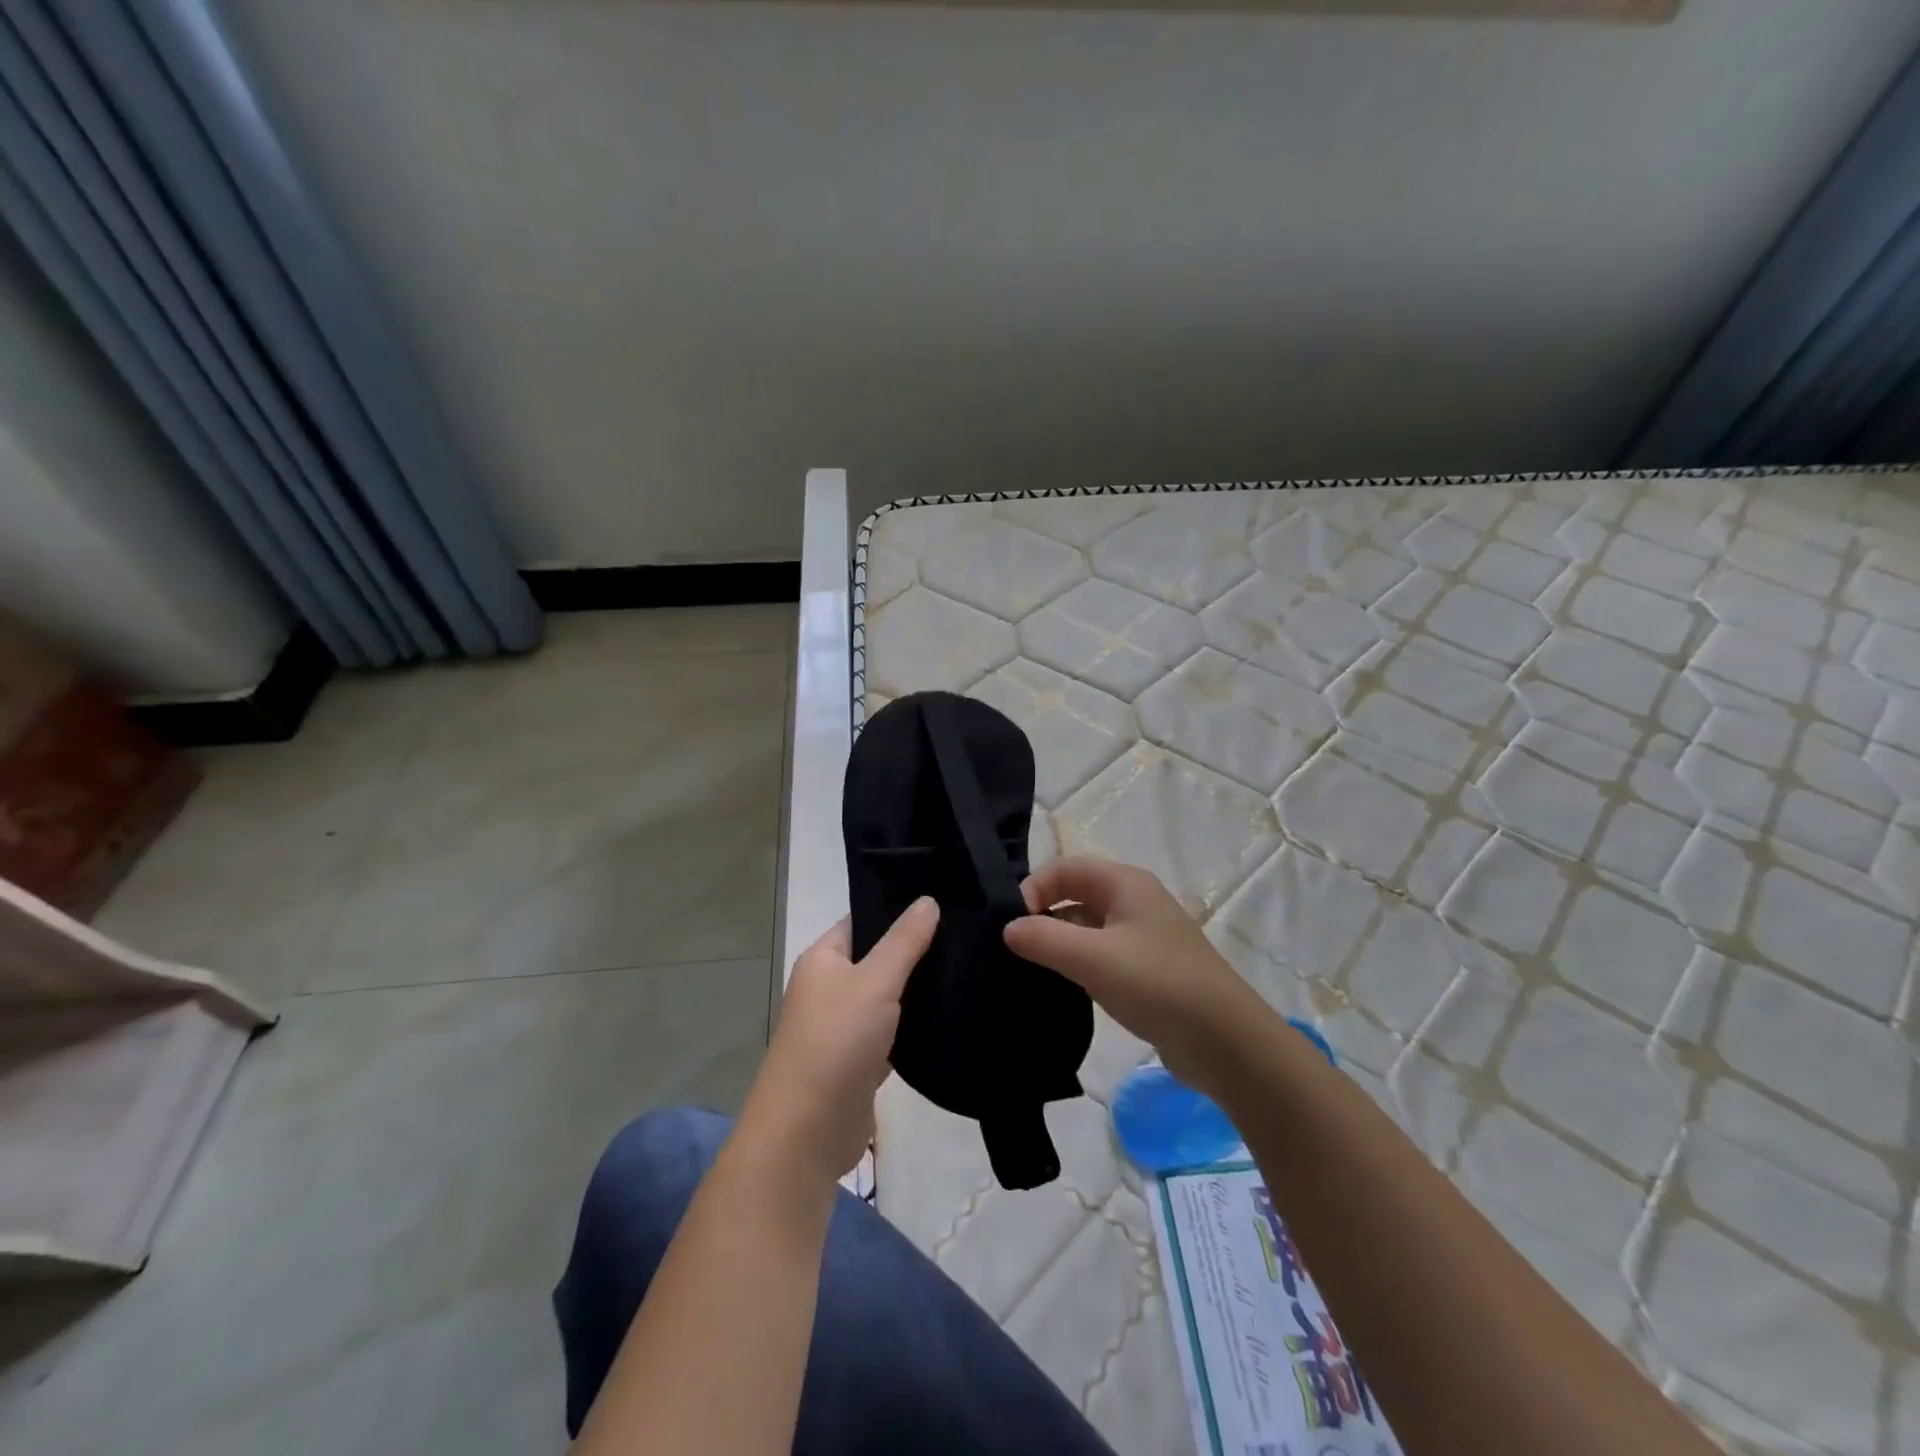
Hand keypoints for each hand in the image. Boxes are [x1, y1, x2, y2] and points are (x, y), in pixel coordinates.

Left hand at [741, 900, 939, 1183]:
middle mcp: (830, 988)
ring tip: (967, 968)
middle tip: (966, 934)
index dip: (897, 910)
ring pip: (887, 998)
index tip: (944, 901)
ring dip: (917, 991)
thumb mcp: (875, 982)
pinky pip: (892, 1033)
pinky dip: (914, 1028)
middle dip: (915, 951)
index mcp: (823, 960)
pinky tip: (950, 1015)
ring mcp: (844, 1027)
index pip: (862, 921)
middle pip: (877, 959)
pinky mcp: (860, 1062)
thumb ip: (904, 942)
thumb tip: (928, 900)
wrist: (808, 1132)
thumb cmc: (836, 1041)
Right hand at [1004, 857, 1271, 1099]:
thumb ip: (1044, 938)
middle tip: (1012, 949)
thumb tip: (1007, 928)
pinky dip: (1077, 965)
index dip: (1033, 888)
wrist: (1227, 1043)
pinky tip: (1059, 989)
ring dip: (1058, 943)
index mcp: (1124, 883)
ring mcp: (1142, 937)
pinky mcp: (1146, 970)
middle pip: (1075, 895)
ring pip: (1086, 928)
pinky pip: (1100, 956)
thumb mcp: (1093, 958)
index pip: (1065, 868)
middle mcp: (1133, 901)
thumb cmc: (1158, 984)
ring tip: (1027, 970)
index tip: (1011, 925)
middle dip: (1042, 915)